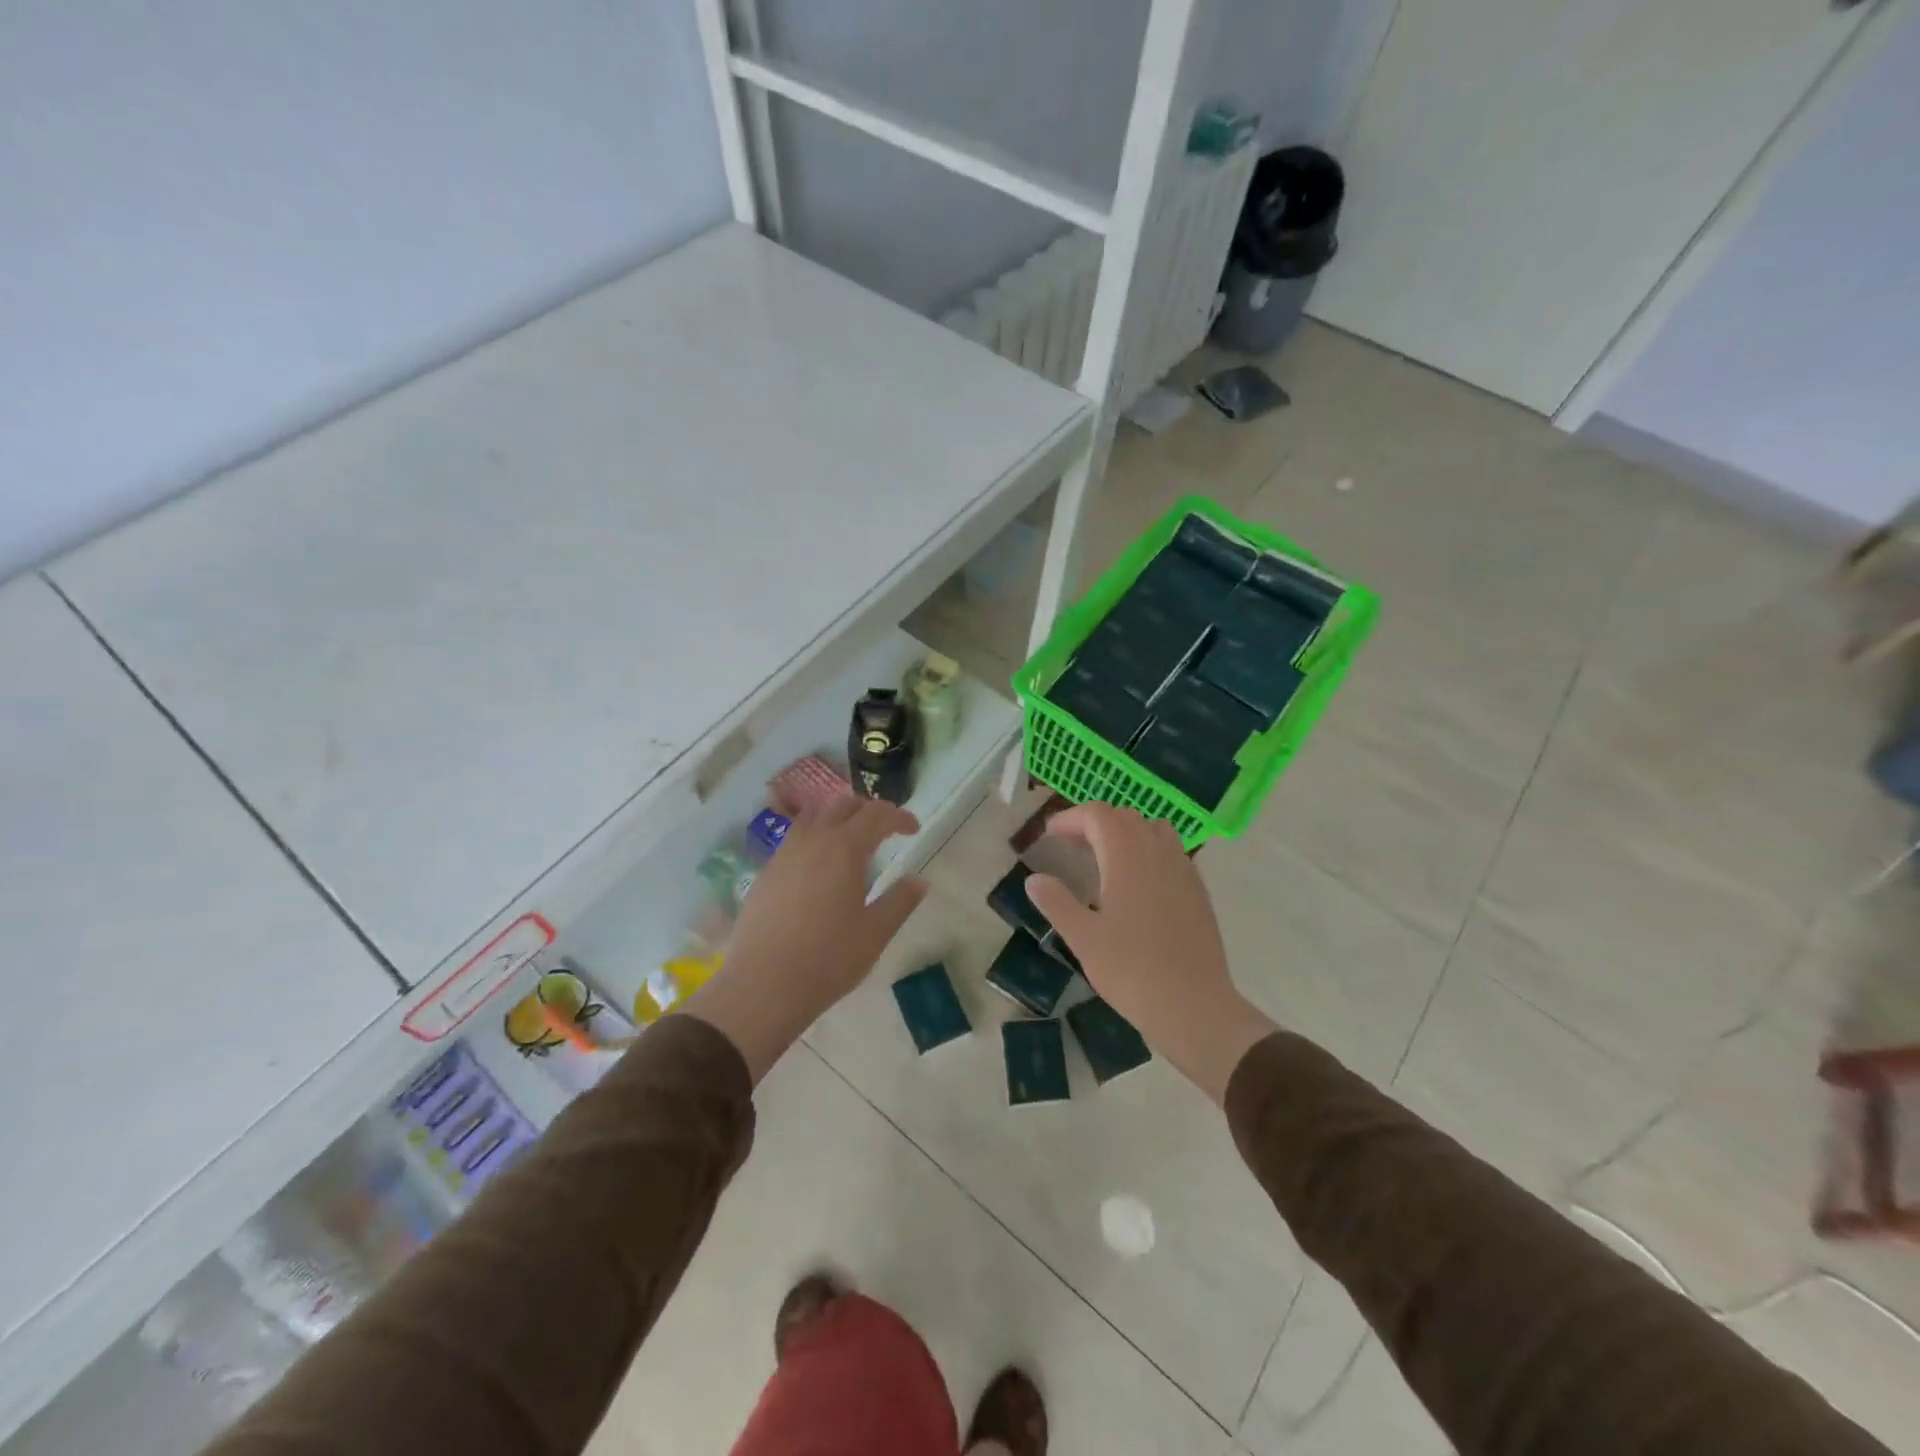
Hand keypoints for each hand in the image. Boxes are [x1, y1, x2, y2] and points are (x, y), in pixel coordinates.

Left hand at [685, 798, 925, 1081]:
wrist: (763, 985)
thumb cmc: (828, 959)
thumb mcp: (875, 933)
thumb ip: (900, 901)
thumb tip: (919, 881)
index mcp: (844, 849)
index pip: (876, 815)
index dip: (899, 816)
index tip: (913, 829)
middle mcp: (813, 841)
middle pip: (843, 806)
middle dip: (869, 810)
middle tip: (886, 829)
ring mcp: (784, 854)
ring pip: (814, 817)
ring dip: (837, 818)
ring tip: (851, 839)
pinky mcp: (766, 872)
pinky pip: (794, 839)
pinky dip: (814, 837)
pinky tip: (819, 867)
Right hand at [1025, 804, 1275, 1102]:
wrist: (1194, 1005)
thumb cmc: (1132, 970)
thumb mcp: (1083, 938)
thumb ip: (1056, 902)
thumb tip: (1035, 879)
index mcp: (1127, 856)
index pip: (1097, 815)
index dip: (1071, 818)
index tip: (1050, 836)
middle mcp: (1158, 852)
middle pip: (1125, 817)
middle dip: (1094, 823)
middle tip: (1071, 846)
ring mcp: (1183, 869)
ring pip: (1152, 829)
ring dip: (1125, 833)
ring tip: (1104, 858)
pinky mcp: (1198, 890)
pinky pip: (1171, 852)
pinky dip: (1148, 851)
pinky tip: (1137, 884)